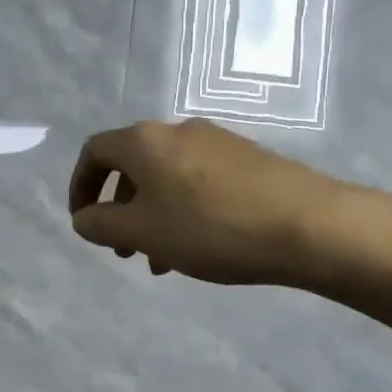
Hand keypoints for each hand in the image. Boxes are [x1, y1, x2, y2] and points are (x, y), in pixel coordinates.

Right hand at [67, 119, 366, 287]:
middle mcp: (177, 131)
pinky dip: (183, 210)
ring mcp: (216, 142)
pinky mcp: (247, 159)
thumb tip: (84, 218)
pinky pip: (198, 181)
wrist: (309, 225)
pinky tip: (200, 246)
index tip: (84, 222)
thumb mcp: (143, 233)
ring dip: (152, 215)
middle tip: (123, 249)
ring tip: (161, 260)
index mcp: (144, 141)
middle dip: (119, 209)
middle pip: (132, 166)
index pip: (95, 152)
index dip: (81, 186)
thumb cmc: (211, 227)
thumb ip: (102, 225)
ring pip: (166, 178)